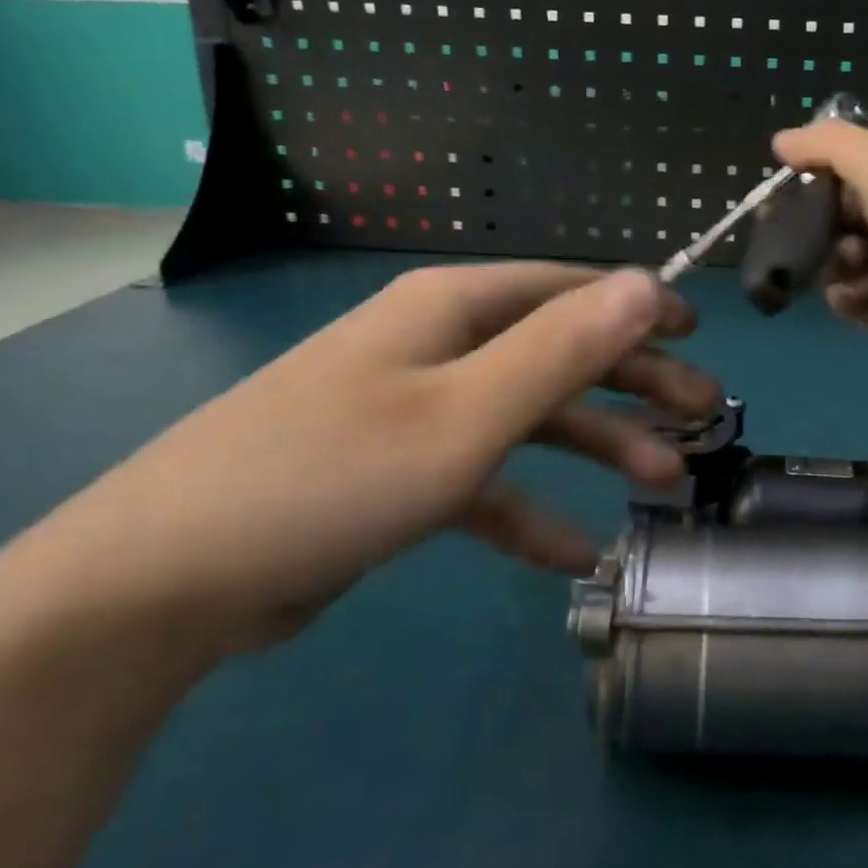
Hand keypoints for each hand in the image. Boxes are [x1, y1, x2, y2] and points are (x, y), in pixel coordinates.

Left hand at [53, 265, 717, 650]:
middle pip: (560, 351)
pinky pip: (484, 481)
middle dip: (635, 381)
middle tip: (704, 415)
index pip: (570, 289)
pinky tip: (574, 551)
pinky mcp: (398, 473)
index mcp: (454, 309)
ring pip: (530, 416)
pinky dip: (530, 509)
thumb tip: (646, 282)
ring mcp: (417, 409)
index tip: (699, 337)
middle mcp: (440, 345)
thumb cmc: (332, 475)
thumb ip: (563, 348)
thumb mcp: (467, 414)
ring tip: (662, 482)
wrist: (163, 585)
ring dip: (596, 445)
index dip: (639, 308)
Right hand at [772, 120, 867, 387]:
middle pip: (850, 216)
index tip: (803, 182)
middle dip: (832, 223)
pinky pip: (854, 300)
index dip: (833, 175)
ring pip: (845, 259)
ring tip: (859, 264)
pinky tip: (866, 295)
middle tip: (825, 228)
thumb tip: (780, 141)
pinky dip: (852, 296)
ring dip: (841, 260)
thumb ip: (829, 146)